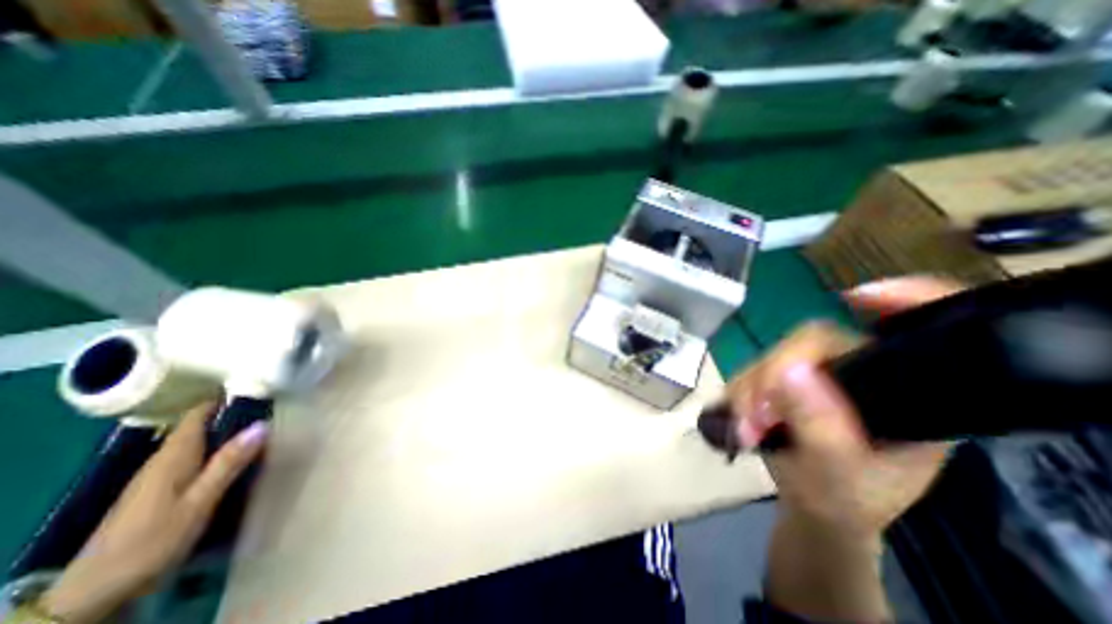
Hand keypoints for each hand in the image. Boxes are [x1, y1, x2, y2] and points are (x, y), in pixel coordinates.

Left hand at [41, 402, 268, 621]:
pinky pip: (196, 456)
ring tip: (264, 427)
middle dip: (234, 413)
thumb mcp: (199, 501)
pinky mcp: (161, 488)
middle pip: (202, 425)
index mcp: (174, 454)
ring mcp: (160, 474)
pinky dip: (219, 448)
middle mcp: (165, 458)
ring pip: (200, 441)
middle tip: (273, 407)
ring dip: (229, 432)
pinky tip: (238, 456)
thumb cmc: (152, 540)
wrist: (94, 592)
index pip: (199, 413)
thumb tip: (262, 424)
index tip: (259, 386)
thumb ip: (229, 462)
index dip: (226, 396)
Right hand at [726, 277, 960, 623]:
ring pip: (772, 356)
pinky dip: (739, 392)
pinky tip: (740, 419)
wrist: (812, 508)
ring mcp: (817, 374)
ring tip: (745, 429)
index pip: (912, 333)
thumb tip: (791, 371)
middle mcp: (862, 373)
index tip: (855, 298)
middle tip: (757, 417)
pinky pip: (752, 370)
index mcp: (907, 394)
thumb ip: (822, 428)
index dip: (899, 301)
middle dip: (773, 377)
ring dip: (749, 390)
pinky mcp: (785, 380)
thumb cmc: (842, 502)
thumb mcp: (838, 478)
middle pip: (811, 343)